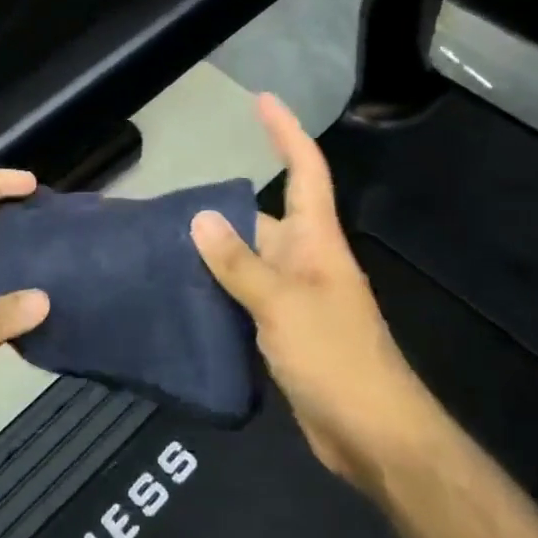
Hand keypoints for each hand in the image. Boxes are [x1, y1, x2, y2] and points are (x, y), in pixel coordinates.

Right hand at [189, 94, 419, 477]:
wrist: (374, 437)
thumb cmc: (336, 358)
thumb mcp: (282, 305)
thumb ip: (239, 263)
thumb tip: (200, 218)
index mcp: (316, 242)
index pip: (305, 171)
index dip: (285, 133)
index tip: (262, 100)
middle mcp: (306, 261)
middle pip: (262, 218)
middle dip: (223, 208)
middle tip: (170, 203)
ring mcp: (295, 298)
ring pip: (249, 261)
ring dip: (215, 253)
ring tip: (164, 243)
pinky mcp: (284, 332)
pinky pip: (246, 298)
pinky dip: (219, 291)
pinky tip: (184, 294)